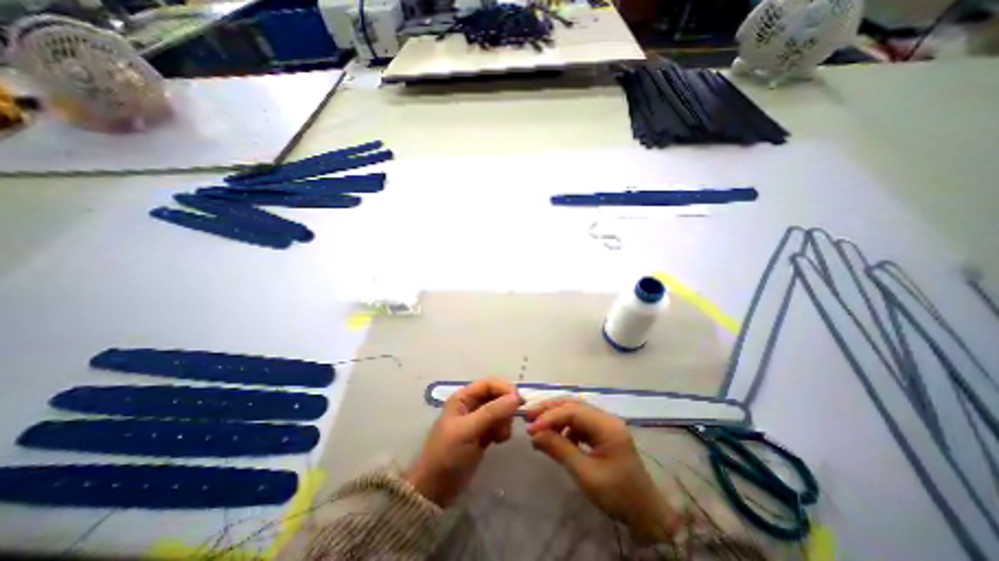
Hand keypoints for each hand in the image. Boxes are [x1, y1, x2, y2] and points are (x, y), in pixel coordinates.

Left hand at [406, 380, 522, 504]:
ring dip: (505, 421)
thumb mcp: (468, 430)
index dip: (505, 388)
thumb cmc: (448, 454)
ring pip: (501, 410)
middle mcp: (471, 404)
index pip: (489, 383)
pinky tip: (498, 441)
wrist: (436, 488)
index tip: (519, 401)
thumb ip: (492, 412)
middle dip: (506, 407)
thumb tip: (516, 397)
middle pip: (497, 395)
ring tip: (500, 437)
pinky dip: (503, 430)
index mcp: (464, 397)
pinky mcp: (483, 433)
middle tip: (508, 424)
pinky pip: (500, 424)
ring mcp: (478, 419)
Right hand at [523, 396, 677, 541]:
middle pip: (573, 405)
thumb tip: (535, 434)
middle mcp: (606, 418)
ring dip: (555, 416)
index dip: (550, 416)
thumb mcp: (585, 474)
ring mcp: (605, 424)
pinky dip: (564, 426)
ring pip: (575, 411)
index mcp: (607, 426)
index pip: (573, 411)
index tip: (531, 428)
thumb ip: (560, 450)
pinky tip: (556, 437)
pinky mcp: (602, 432)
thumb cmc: (617, 495)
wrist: (645, 513)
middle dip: (550, 409)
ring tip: (538, 427)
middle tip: (529, 416)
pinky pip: (579, 422)